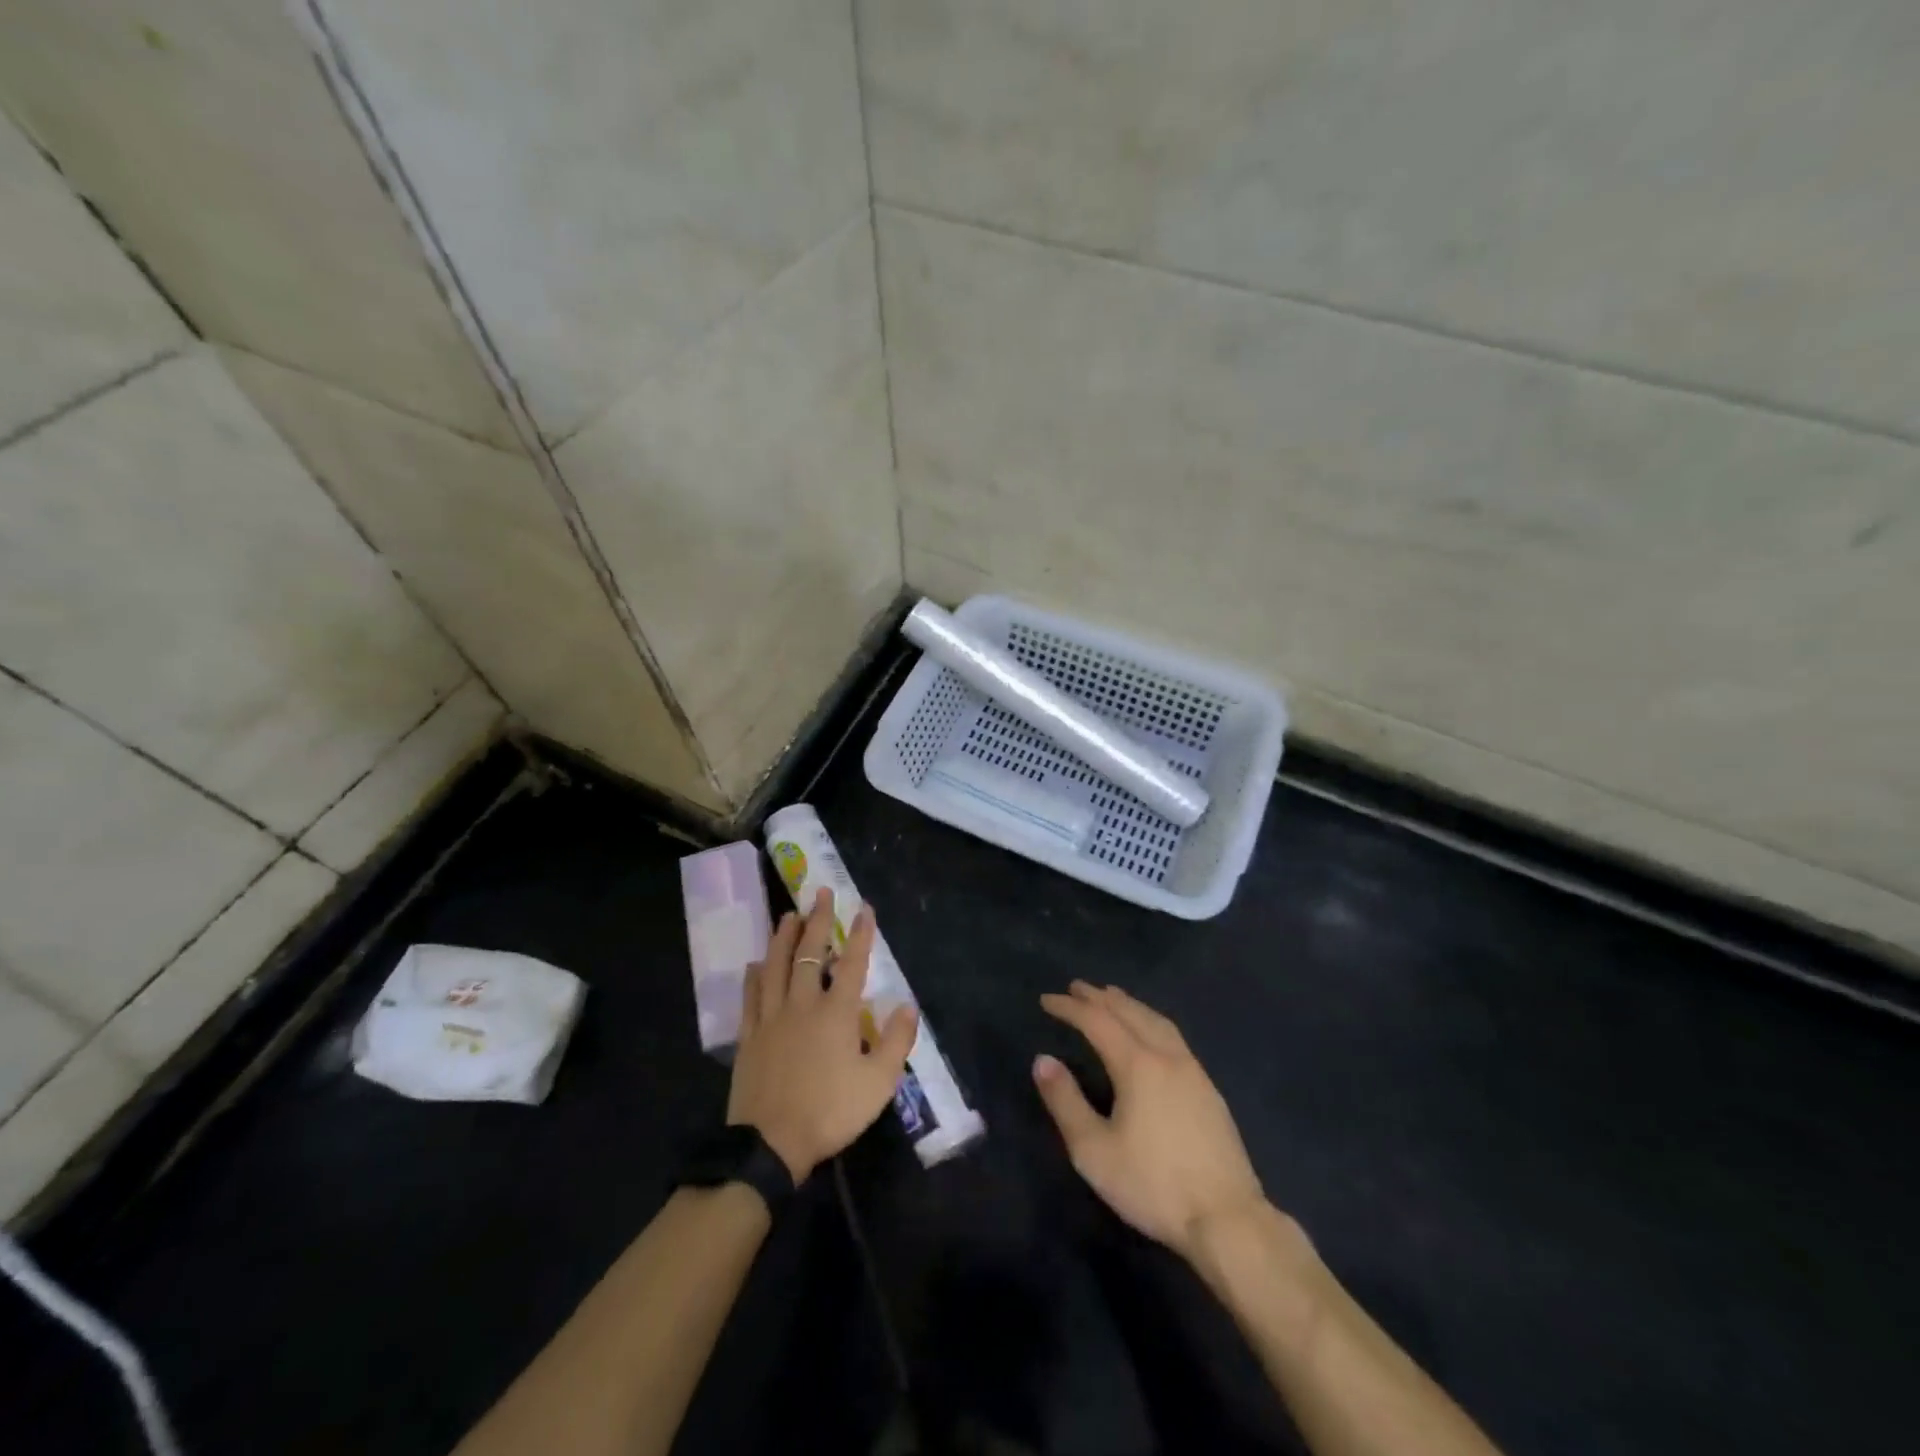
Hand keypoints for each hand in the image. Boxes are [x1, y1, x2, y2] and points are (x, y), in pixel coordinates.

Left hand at [727, 887, 918, 1182]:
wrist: (771, 1143)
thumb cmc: (830, 1111)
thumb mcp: (878, 1083)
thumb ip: (896, 1041)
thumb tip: (908, 1005)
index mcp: (836, 1012)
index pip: (852, 963)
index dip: (861, 934)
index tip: (864, 907)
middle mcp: (802, 1004)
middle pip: (809, 953)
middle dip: (818, 920)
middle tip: (821, 893)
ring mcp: (771, 1018)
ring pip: (775, 966)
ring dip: (783, 937)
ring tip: (788, 915)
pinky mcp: (749, 1037)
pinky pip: (750, 997)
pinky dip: (753, 976)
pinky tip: (754, 963)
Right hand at [1035, 981, 1266, 1260]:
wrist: (1227, 1219)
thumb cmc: (1153, 1184)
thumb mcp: (1094, 1151)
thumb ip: (1065, 1102)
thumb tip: (1043, 1060)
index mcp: (1137, 1064)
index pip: (1097, 1021)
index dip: (1069, 1007)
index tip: (1046, 1000)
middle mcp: (1166, 1056)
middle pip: (1129, 1012)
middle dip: (1100, 997)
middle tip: (1076, 987)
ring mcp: (1193, 1071)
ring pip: (1156, 1021)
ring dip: (1129, 1004)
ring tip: (1112, 997)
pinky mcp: (1209, 1089)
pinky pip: (1173, 1036)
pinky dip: (1151, 1020)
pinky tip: (1150, 1033)